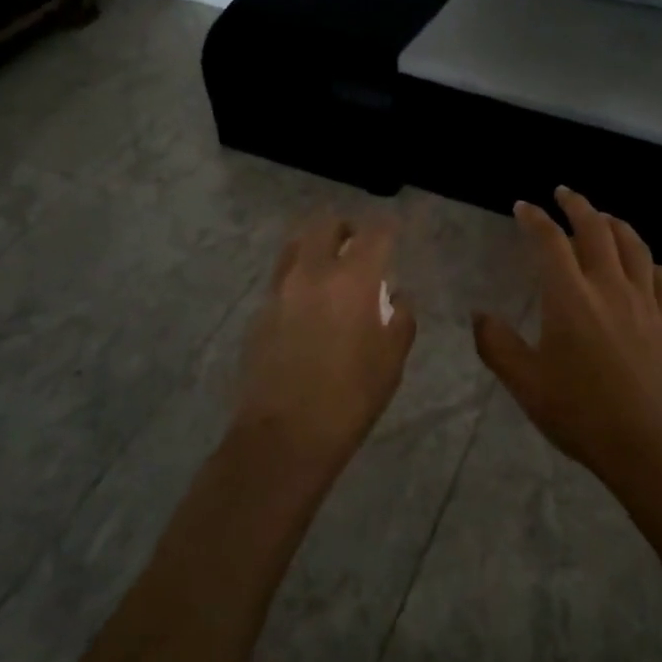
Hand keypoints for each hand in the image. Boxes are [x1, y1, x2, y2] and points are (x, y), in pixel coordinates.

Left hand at [233, 214, 416, 484]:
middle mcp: (313, 272)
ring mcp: (280, 289)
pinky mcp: (260, 310)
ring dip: (316, 246)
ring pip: (296, 245)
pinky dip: (298, 276)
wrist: (284, 435)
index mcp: (352, 279)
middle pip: (326, 225)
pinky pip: (281, 277)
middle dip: (346, 229)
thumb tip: (396, 297)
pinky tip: (307, 303)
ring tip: (329, 268)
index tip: (394, 235)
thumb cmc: (350, 398)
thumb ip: (400, 318)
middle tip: (358, 247)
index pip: (374, 233)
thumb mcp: (392, 360)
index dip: (387, 228)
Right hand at [473, 187, 661, 489]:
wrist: (653, 449)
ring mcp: (645, 303)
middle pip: (596, 229)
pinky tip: (646, 267)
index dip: (534, 218)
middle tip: (563, 192)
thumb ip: (497, 345)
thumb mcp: (526, 384)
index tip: (523, 206)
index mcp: (570, 296)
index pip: (550, 241)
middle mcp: (609, 286)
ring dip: (616, 223)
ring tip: (604, 216)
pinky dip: (650, 263)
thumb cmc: (582, 414)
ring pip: (634, 246)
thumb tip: (477, 314)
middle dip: (577, 204)